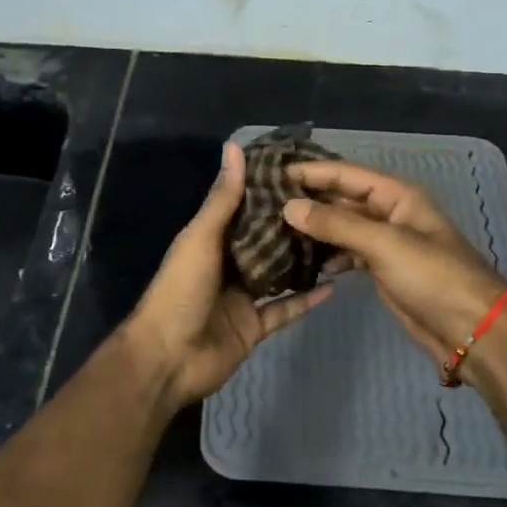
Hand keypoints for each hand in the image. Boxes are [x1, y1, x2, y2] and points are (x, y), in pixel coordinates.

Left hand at [123, 142, 330, 408]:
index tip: (302, 173)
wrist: (167, 358)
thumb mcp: (200, 238)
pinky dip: (306, 300)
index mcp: (210, 240)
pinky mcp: (254, 327)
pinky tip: (333, 285)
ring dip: (302, 261)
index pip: (244, 209)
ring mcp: (242, 298)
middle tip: (331, 206)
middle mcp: (227, 265)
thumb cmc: (180, 290)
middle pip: (264, 242)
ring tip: (338, 241)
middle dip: (291, 227)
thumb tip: (234, 147)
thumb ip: (222, 199)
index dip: (268, 191)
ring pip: (278, 275)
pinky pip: (284, 310)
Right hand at [283, 160, 506, 371]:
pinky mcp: (383, 271)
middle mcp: (390, 214)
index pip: (347, 174)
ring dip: (315, 229)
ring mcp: (387, 244)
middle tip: (266, 202)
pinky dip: (328, 256)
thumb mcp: (384, 244)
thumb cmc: (433, 276)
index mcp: (397, 196)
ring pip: (343, 228)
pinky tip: (305, 262)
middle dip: (310, 200)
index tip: (275, 172)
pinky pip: (348, 254)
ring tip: (276, 231)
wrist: (472, 329)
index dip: (313, 171)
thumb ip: (336, 224)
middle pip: (343, 199)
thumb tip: (289, 207)